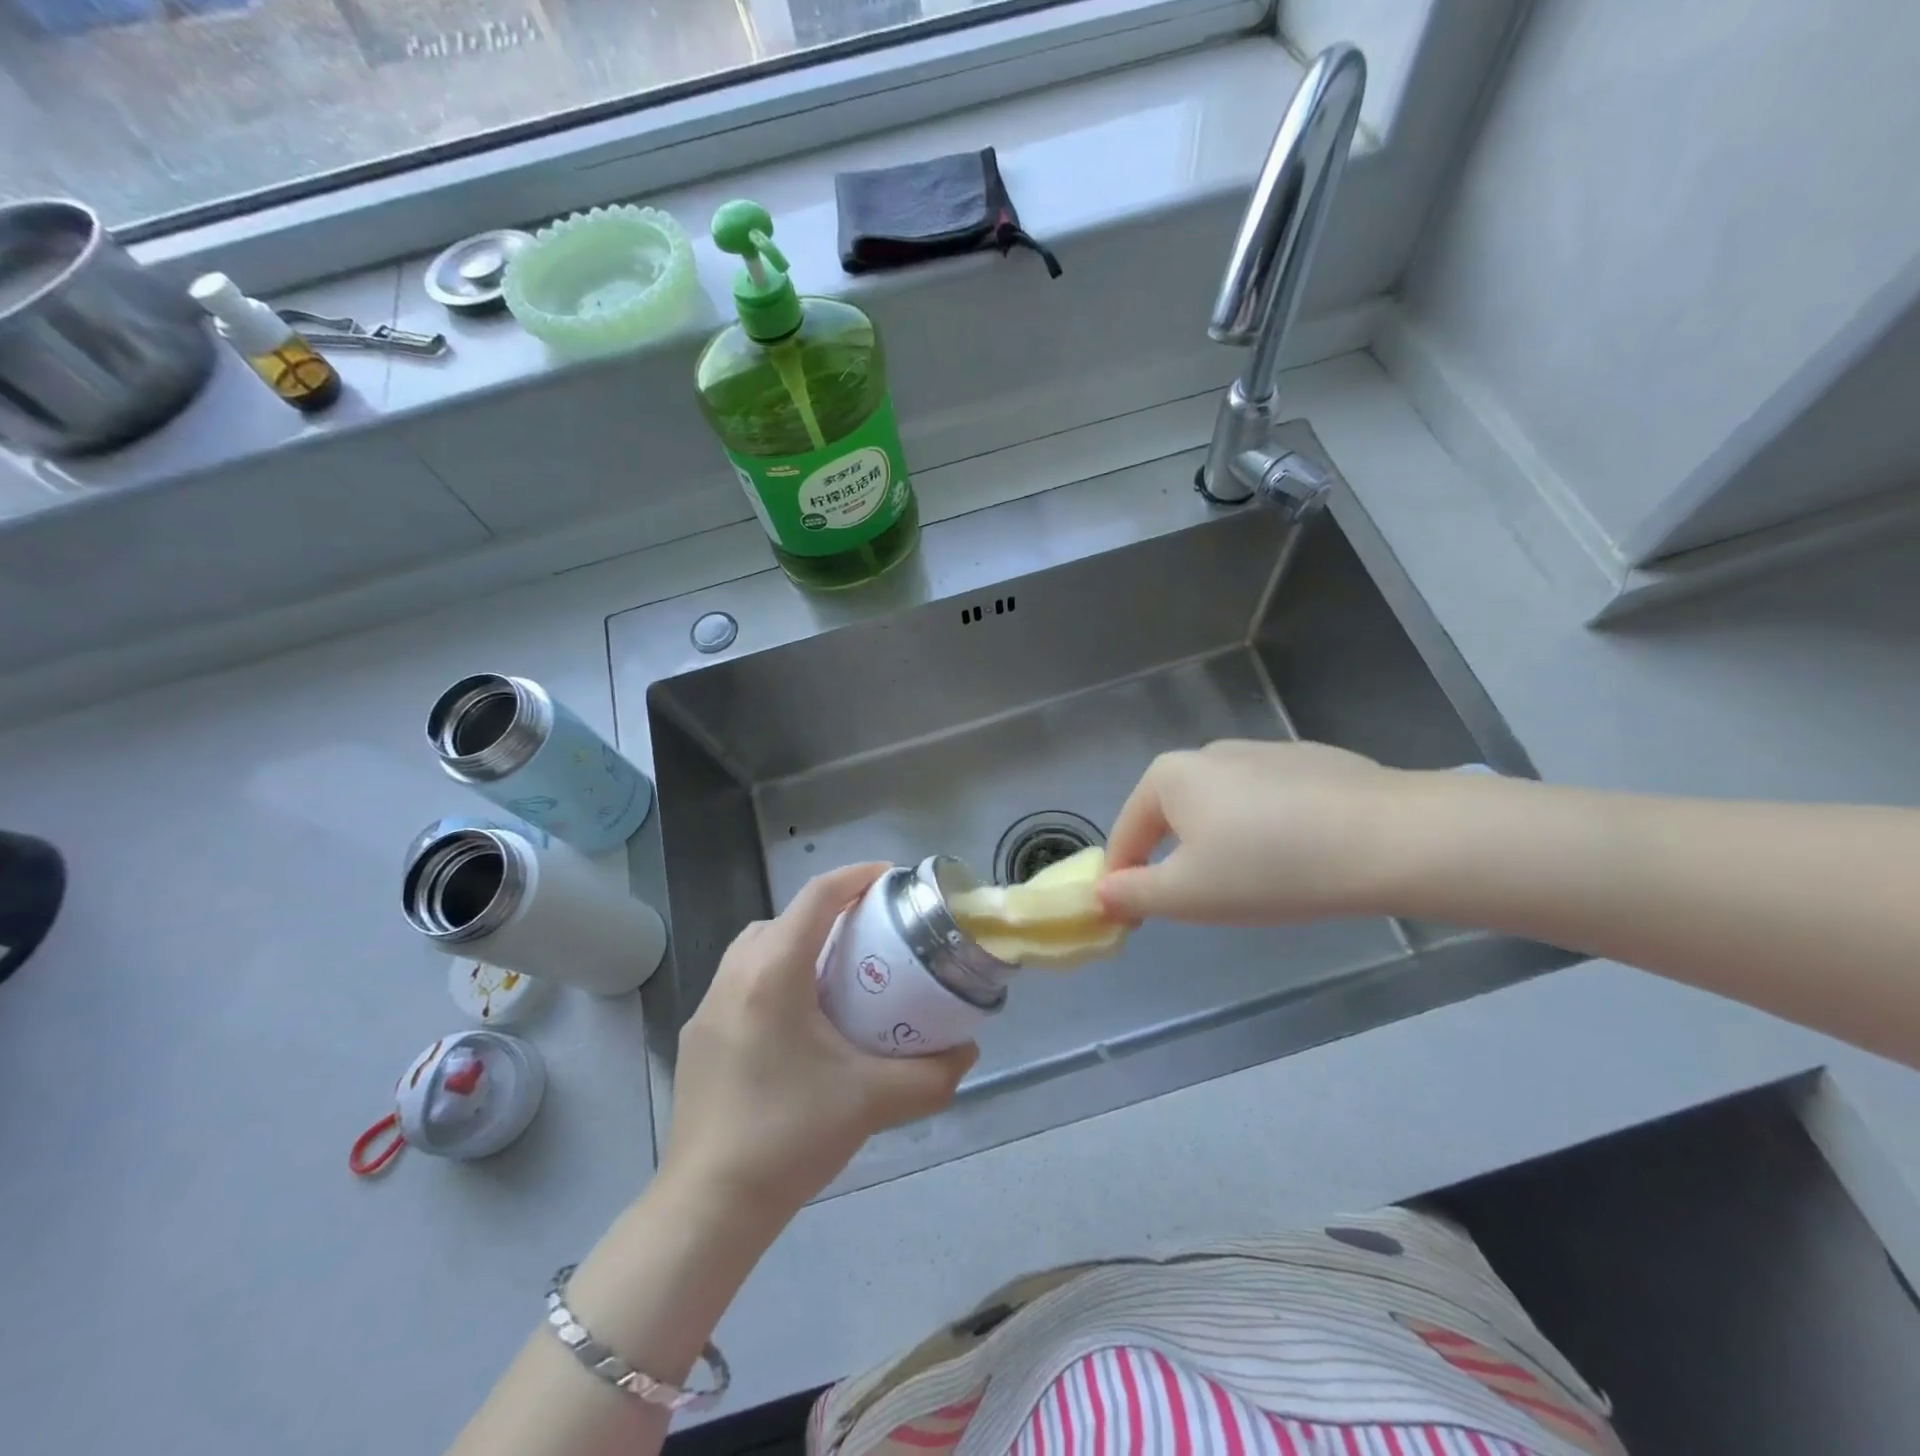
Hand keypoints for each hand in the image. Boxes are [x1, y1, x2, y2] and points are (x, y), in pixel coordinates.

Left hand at [659, 863, 976, 1222]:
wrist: (709, 1207)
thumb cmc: (789, 1136)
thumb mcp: (872, 1101)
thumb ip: (931, 1074)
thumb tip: (968, 1052)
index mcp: (773, 974)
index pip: (815, 897)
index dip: (855, 876)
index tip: (891, 878)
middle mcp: (734, 976)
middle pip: (784, 917)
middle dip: (827, 911)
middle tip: (869, 934)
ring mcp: (708, 1005)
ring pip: (756, 946)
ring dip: (795, 942)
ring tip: (834, 975)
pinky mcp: (697, 1036)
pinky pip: (739, 980)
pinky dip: (772, 975)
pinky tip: (797, 1022)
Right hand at [1098, 740, 1404, 924]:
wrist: (1390, 838)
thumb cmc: (1269, 867)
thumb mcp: (1187, 894)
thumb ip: (1133, 894)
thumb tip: (1101, 893)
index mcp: (1170, 776)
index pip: (1126, 834)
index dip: (1123, 880)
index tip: (1133, 920)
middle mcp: (1209, 752)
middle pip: (1173, 817)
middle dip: (1176, 861)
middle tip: (1202, 905)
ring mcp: (1263, 752)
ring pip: (1222, 809)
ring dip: (1222, 845)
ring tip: (1257, 884)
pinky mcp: (1311, 762)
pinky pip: (1268, 803)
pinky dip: (1267, 830)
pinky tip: (1299, 857)